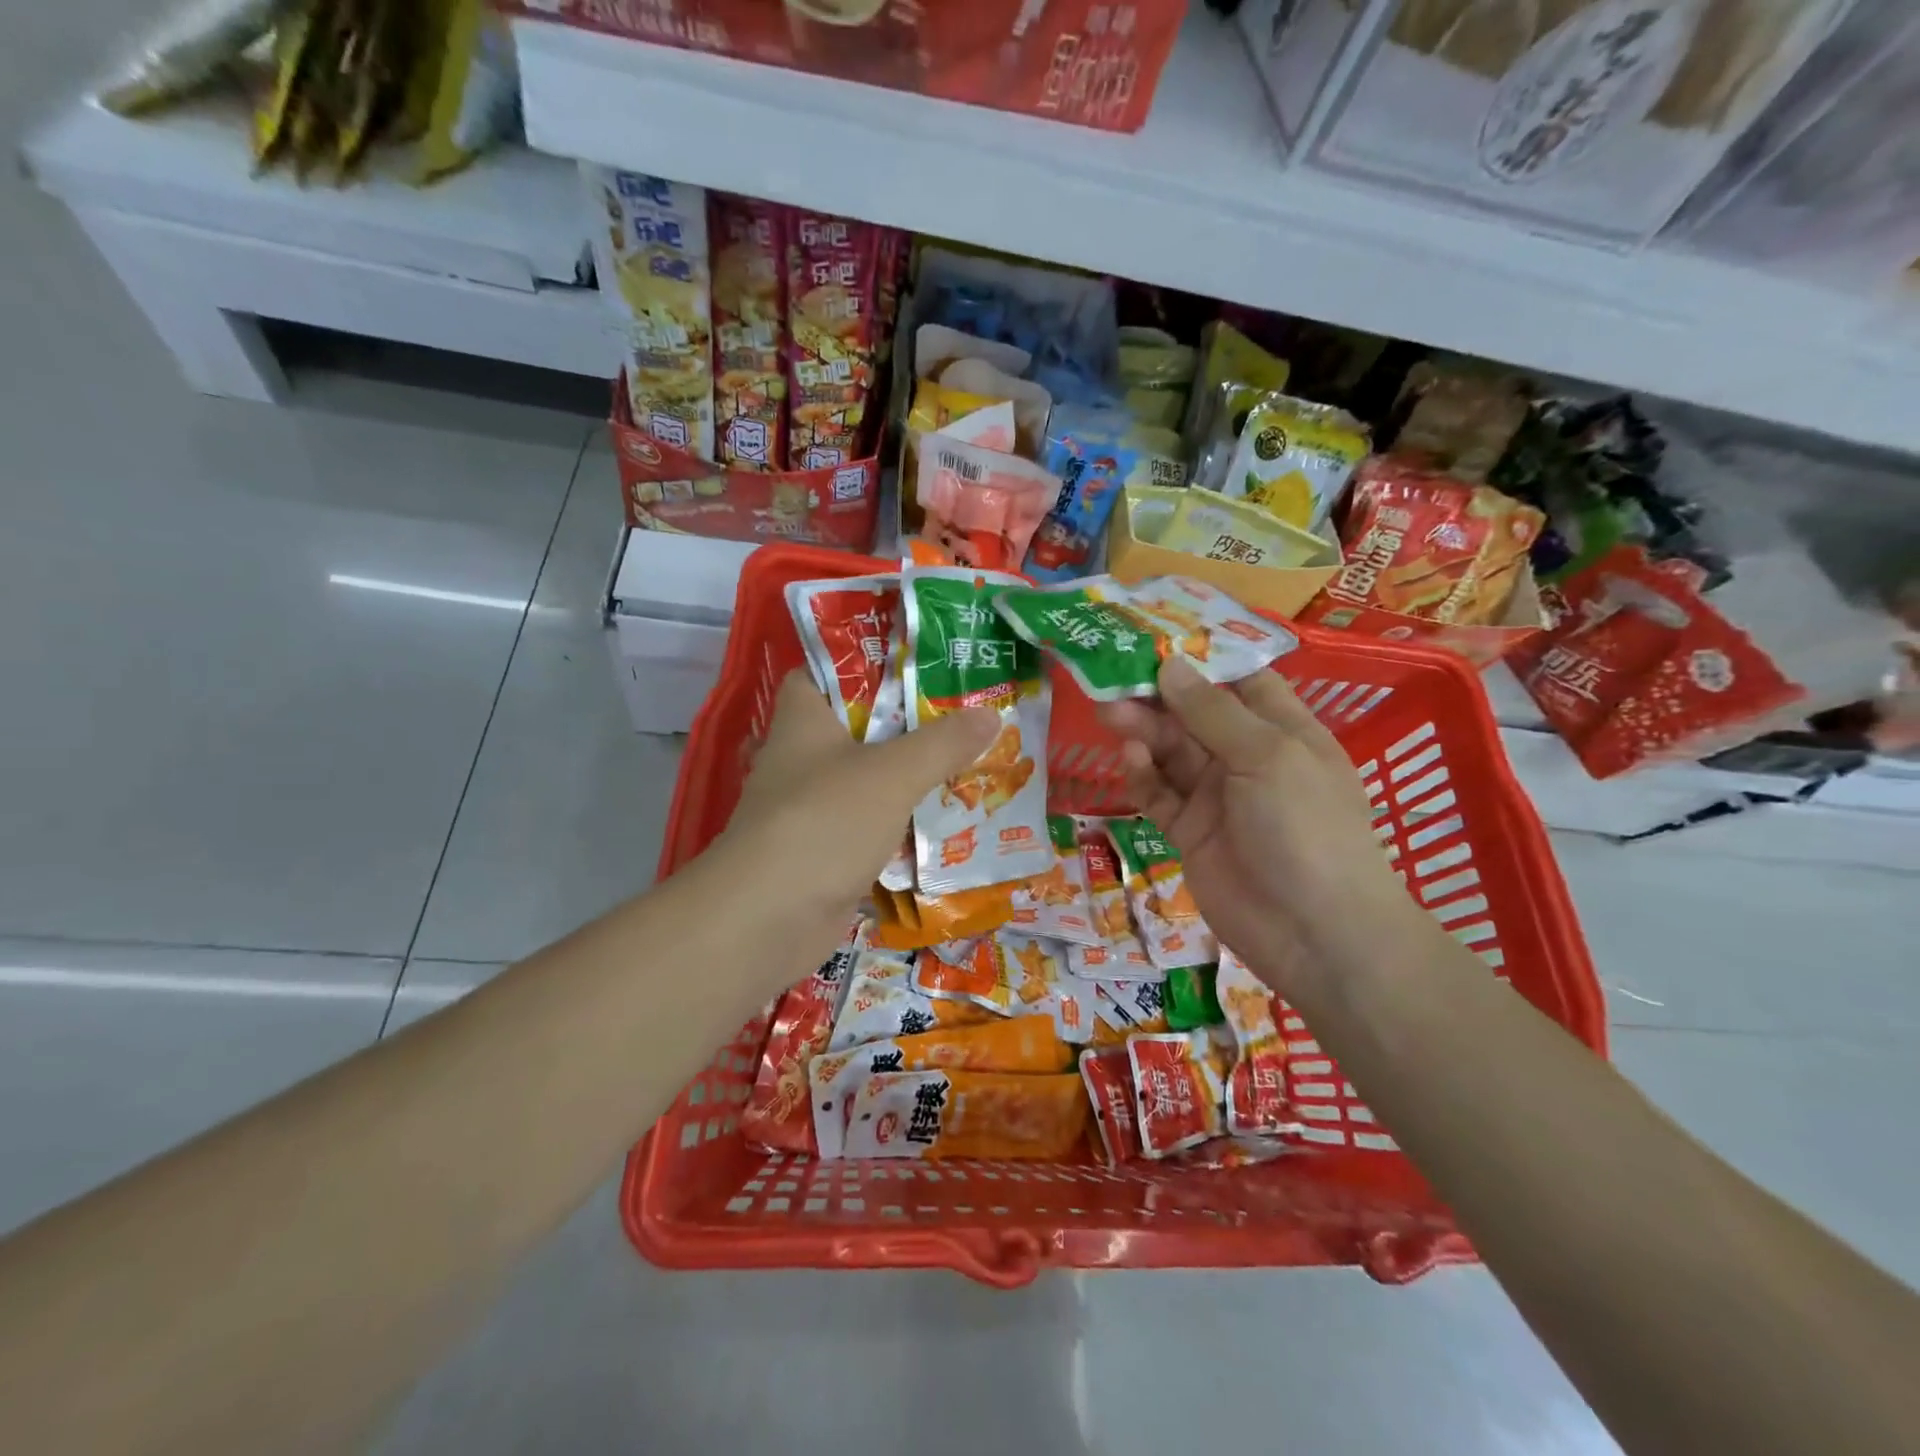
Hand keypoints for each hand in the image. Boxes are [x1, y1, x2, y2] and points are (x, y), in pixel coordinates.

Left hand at [709, 671, 997, 960]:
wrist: (768, 919)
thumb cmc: (825, 822)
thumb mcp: (892, 774)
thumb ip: (941, 744)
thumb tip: (990, 715)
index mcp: (803, 722)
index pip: (820, 674)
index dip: (860, 663)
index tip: (912, 662)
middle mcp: (800, 761)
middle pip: (854, 730)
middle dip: (903, 724)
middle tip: (959, 716)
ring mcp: (809, 811)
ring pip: (865, 783)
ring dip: (906, 779)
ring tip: (964, 765)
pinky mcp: (822, 855)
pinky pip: (868, 829)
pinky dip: (899, 827)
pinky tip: (942, 825)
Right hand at [1097, 657, 1413, 997]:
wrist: (1314, 933)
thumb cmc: (1306, 828)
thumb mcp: (1267, 756)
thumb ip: (1212, 712)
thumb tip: (1169, 665)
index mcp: (1284, 730)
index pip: (1241, 680)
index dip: (1201, 658)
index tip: (1155, 637)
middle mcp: (1248, 757)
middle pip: (1195, 714)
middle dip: (1158, 696)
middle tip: (1113, 677)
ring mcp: (1217, 796)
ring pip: (1171, 752)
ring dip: (1143, 732)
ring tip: (1111, 714)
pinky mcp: (1189, 831)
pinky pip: (1160, 794)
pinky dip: (1143, 775)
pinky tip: (1130, 759)